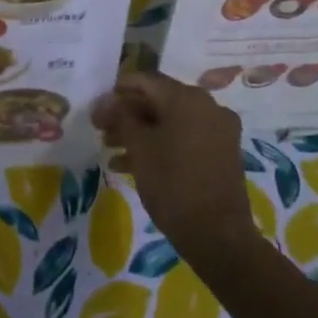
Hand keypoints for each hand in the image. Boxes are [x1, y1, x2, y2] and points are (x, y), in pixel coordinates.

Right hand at [93, 73, 259, 262]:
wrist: (217, 235)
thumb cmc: (173, 185)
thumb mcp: (139, 148)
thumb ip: (121, 117)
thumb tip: (107, 101)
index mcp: (187, 99)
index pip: (145, 81)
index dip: (117, 92)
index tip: (96, 109)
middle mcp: (207, 106)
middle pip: (158, 101)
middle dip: (127, 114)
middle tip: (101, 130)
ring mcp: (218, 130)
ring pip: (170, 121)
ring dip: (140, 132)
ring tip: (111, 149)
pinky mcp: (221, 152)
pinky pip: (185, 138)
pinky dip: (160, 145)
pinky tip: (131, 164)